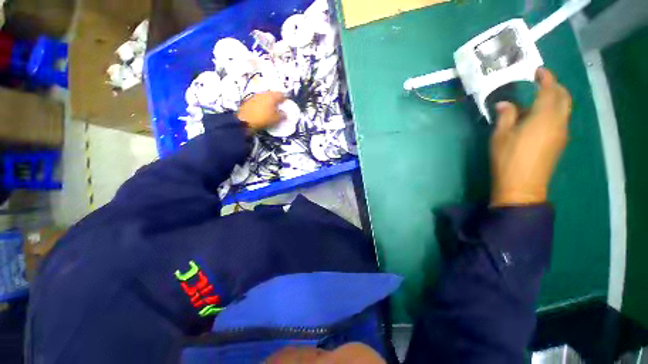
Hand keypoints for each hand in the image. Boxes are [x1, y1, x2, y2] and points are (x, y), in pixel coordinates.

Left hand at [236, 92, 286, 131]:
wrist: (244, 121)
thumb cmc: (263, 119)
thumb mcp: (276, 119)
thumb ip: (282, 115)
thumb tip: (285, 113)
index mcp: (272, 96)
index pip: (282, 94)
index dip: (286, 99)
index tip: (287, 103)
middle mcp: (264, 93)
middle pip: (273, 94)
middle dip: (277, 99)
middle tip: (280, 106)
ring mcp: (256, 96)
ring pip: (266, 96)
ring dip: (270, 101)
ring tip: (272, 108)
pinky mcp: (250, 100)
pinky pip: (260, 100)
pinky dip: (263, 104)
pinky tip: (264, 110)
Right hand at [490, 68, 571, 206]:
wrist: (522, 187)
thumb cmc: (508, 159)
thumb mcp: (501, 136)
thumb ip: (505, 116)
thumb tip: (504, 104)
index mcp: (544, 117)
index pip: (550, 90)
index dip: (545, 78)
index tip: (537, 71)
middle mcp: (558, 122)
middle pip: (564, 97)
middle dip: (554, 86)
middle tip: (540, 83)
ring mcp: (561, 133)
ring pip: (563, 109)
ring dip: (553, 100)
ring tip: (534, 102)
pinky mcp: (559, 143)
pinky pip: (560, 120)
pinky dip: (552, 113)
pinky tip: (536, 119)